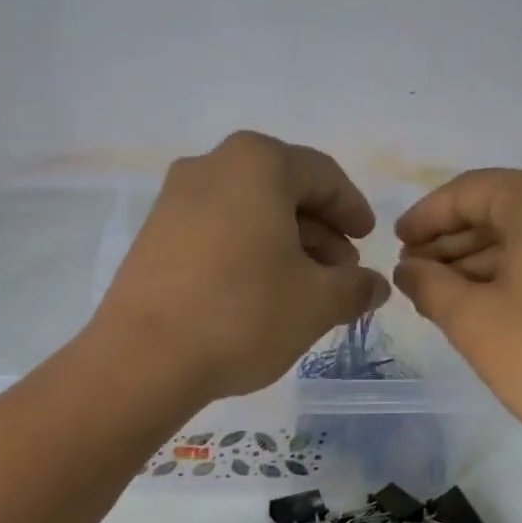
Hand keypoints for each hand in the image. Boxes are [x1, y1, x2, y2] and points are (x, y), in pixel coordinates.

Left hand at [91, 131, 389, 402]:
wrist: (144, 358)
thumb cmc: (243, 316)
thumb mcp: (316, 303)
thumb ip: (355, 288)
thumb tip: (376, 285)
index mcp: (257, 164)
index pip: (322, 175)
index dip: (352, 209)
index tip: (368, 241)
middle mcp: (211, 166)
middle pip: (282, 191)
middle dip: (319, 232)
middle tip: (340, 274)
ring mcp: (174, 200)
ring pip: (247, 213)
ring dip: (284, 246)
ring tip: (303, 290)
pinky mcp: (152, 237)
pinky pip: (215, 233)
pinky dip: (246, 254)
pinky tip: (258, 295)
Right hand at [393, 167, 521, 482]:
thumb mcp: (473, 322)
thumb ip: (429, 286)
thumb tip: (407, 269)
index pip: (468, 192)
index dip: (425, 219)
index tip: (394, 244)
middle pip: (503, 209)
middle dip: (453, 243)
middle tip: (414, 276)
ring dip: (483, 260)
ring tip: (443, 295)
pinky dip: (520, 271)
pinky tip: (491, 303)